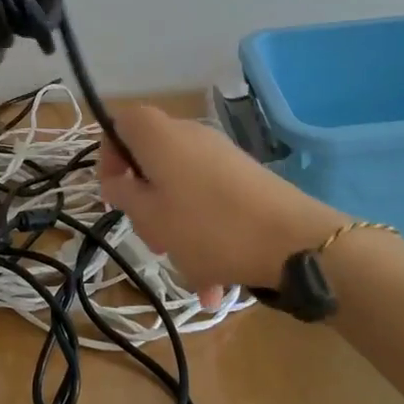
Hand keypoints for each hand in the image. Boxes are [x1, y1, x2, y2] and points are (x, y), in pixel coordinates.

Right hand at [97, 105, 345, 308]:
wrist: (294, 240)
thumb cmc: (209, 228)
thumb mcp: (152, 218)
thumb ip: (125, 195)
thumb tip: (116, 180)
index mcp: (162, 136)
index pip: (121, 121)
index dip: (109, 154)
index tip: (114, 193)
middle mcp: (191, 136)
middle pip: (152, 160)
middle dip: (145, 202)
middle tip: (151, 238)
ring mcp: (222, 156)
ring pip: (181, 189)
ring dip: (176, 229)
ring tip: (189, 271)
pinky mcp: (245, 178)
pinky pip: (210, 203)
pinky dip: (205, 236)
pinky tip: (214, 282)